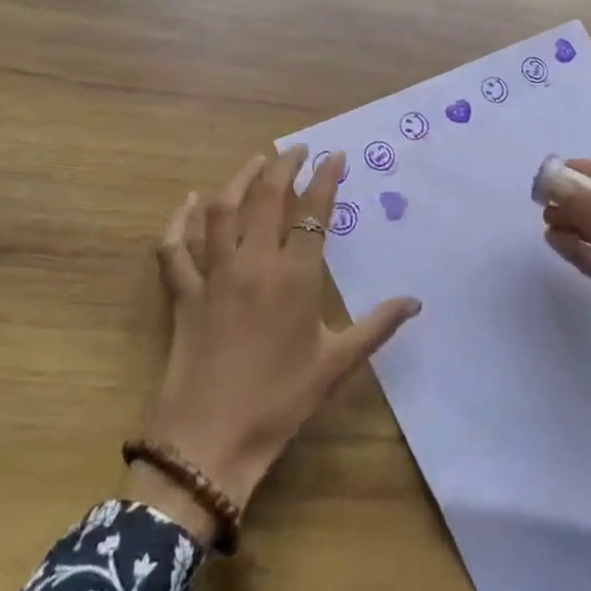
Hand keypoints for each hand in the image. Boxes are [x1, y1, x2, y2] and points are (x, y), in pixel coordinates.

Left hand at [130, 146, 420, 533]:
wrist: (210, 440)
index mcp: (294, 278)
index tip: (335, 156)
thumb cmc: (280, 401)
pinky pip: (175, 247)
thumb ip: (377, 326)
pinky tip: (189, 202)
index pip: (313, 213)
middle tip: (298, 150)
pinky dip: (179, 220)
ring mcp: (213, 275)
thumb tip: (415, 302)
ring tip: (255, 161)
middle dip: (283, 166)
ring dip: (238, 179)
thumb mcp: (336, 364)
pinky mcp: (183, 292)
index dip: (325, 179)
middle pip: (266, 198)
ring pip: (222, 211)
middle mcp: (253, 264)